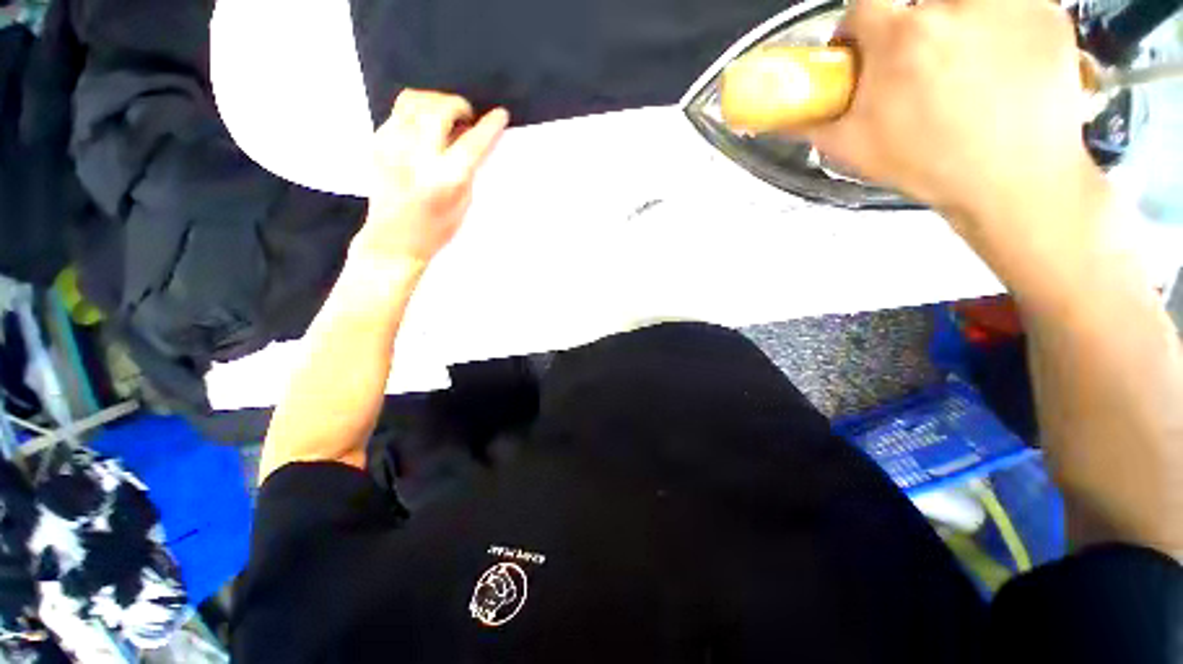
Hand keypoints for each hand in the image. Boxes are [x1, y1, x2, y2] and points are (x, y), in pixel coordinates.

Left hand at [355, 90, 508, 264]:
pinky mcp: (376, 141)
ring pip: (414, 101)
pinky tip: (423, 125)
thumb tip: (469, 138)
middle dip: (458, 105)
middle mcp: (418, 156)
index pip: (473, 142)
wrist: (393, 239)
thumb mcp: (463, 203)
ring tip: (444, 113)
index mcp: (446, 178)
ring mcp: (392, 145)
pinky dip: (416, 111)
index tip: (500, 114)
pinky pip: (398, 111)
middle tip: (466, 115)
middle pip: (440, 110)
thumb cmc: (436, 229)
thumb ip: (467, 169)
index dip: (490, 126)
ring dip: (436, 101)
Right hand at [806, 0, 1106, 245]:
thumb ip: (814, 123)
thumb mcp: (853, 150)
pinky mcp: (1047, 11)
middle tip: (921, 62)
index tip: (866, 50)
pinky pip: (1010, 4)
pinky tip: (1003, 63)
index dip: (861, 27)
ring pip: (963, 0)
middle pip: (918, 0)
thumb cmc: (927, 166)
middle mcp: (952, 7)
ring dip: (956, 18)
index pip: (863, 4)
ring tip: (965, 58)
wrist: (1016, 182)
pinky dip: (1001, 25)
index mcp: (900, 40)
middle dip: (912, 26)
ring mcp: (1007, 3)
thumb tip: (781, 115)